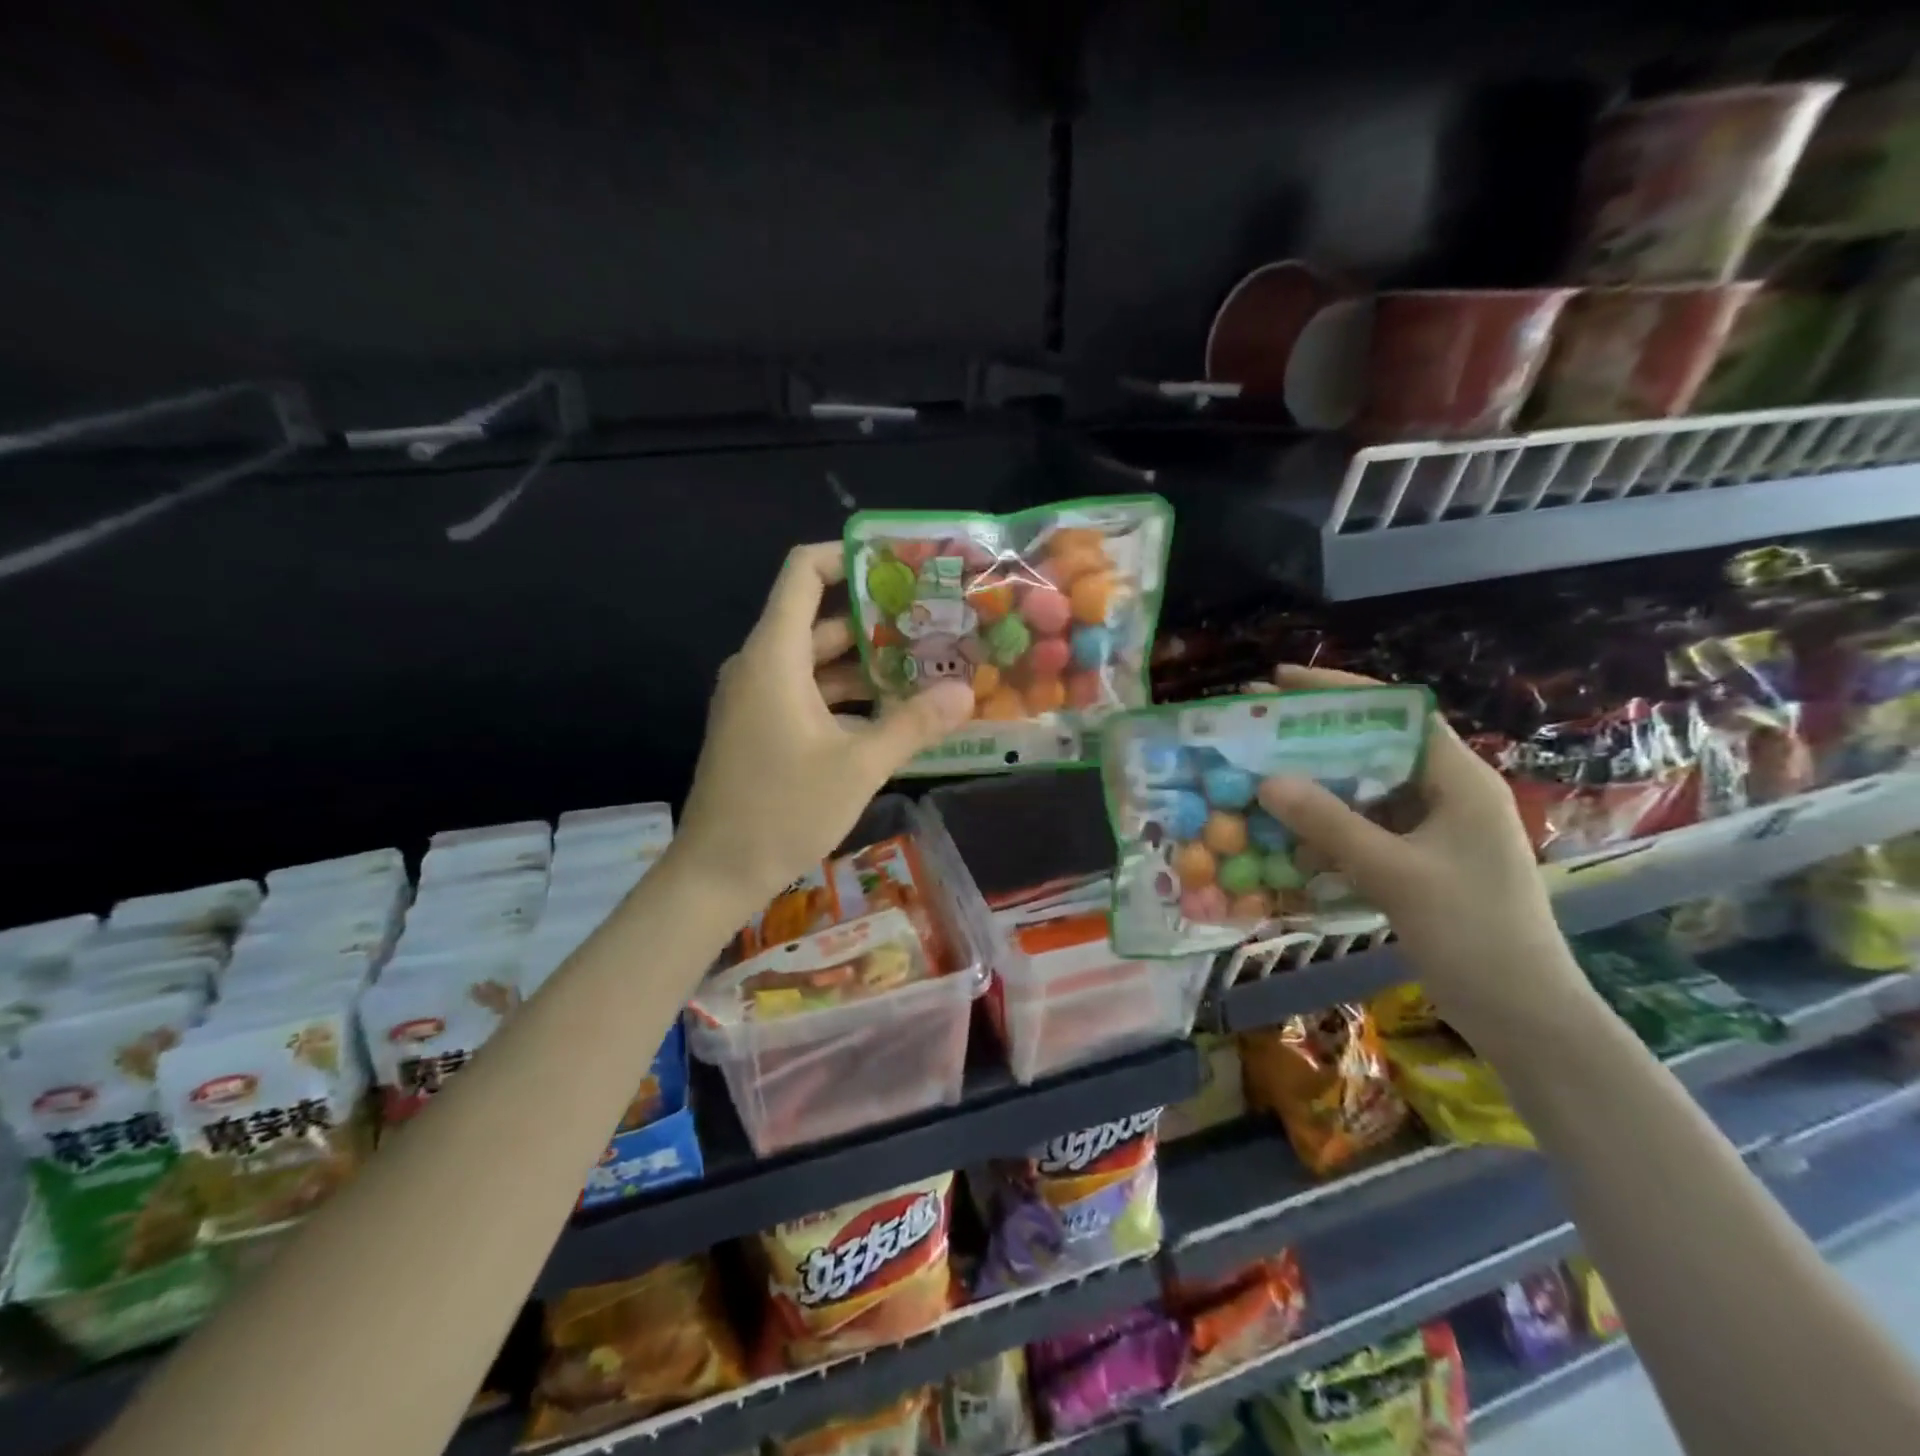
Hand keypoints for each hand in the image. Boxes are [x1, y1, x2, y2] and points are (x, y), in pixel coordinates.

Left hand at [673, 543, 974, 905]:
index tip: (900, 566)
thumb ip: (913, 724)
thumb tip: (965, 693)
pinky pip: (808, 692)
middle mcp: (761, 665)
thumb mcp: (858, 766)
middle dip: (876, 619)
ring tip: (926, 666)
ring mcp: (757, 698)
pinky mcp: (761, 727)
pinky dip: (847, 695)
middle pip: (819, 620)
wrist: (716, 872)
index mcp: (774, 656)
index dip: (847, 558)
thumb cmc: (782, 810)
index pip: (803, 574)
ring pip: (817, 662)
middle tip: (934, 623)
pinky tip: (892, 713)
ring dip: (866, 663)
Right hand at [1256, 665, 1590, 1038]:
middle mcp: (1446, 793)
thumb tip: (1266, 781)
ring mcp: (1433, 830)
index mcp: (1458, 779)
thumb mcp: (1395, 873)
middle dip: (1313, 739)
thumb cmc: (1474, 934)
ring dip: (1314, 786)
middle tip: (1256, 730)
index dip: (1339, 691)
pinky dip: (1325, 827)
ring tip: (1259, 777)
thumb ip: (1329, 823)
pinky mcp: (1419, 861)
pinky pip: (1363, 828)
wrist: (1524, 1016)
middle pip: (1373, 747)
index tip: (1281, 681)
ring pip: (1363, 790)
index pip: (1396, 712)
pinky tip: (1287, 835)